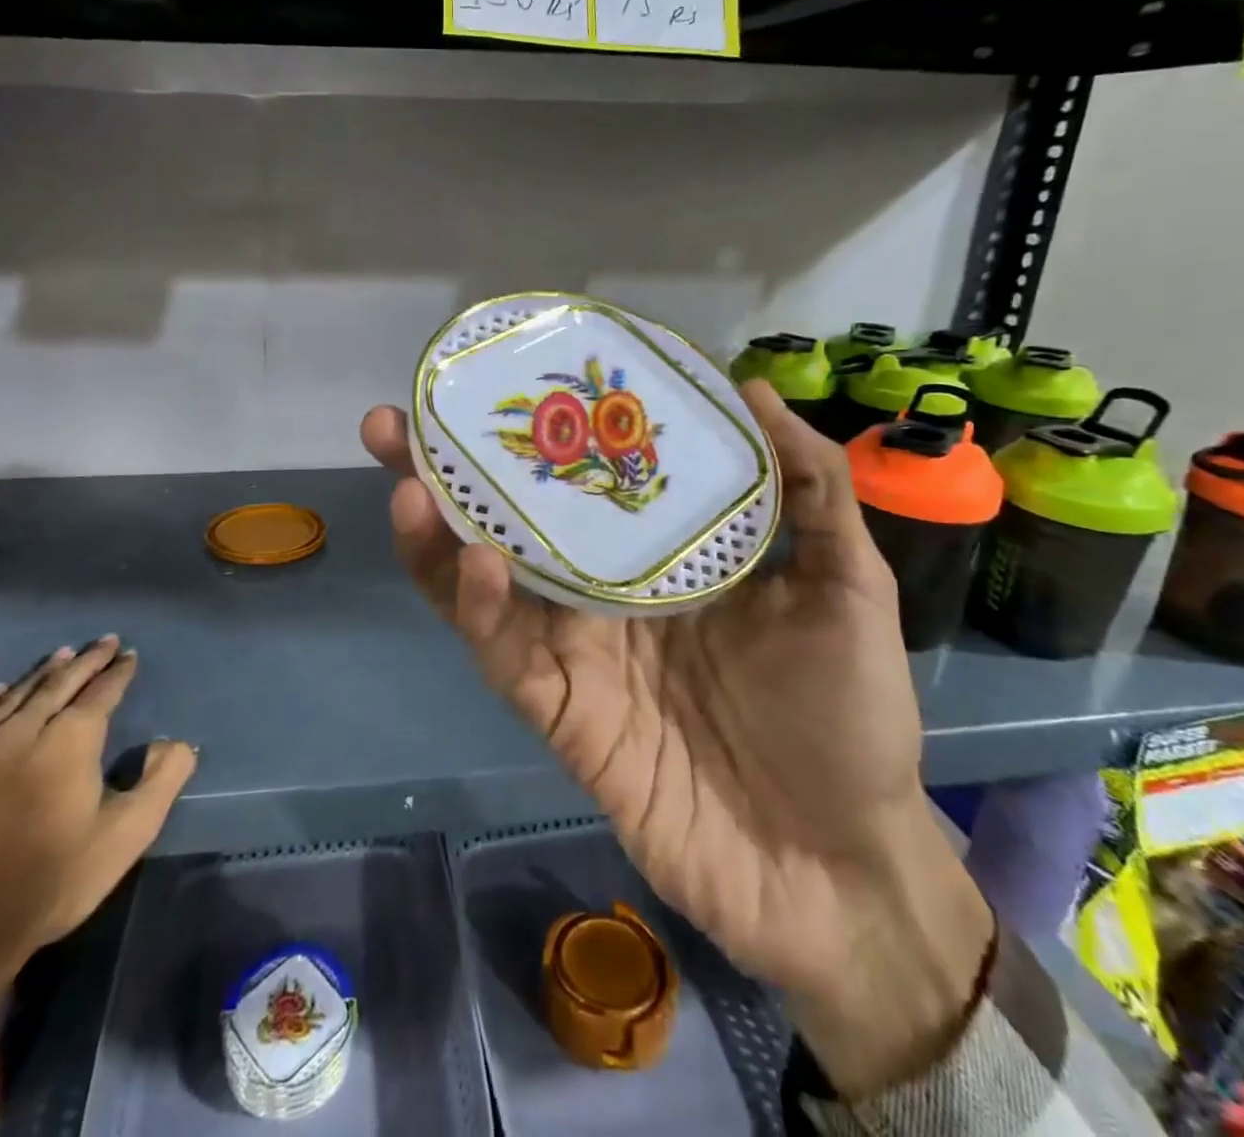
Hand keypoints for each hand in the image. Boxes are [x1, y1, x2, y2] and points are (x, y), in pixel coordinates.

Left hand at [0, 637, 198, 1039]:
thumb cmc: (50, 884)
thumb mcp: (127, 836)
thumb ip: (163, 780)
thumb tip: (177, 741)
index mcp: (70, 742)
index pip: (101, 693)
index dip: (118, 672)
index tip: (129, 655)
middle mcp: (20, 731)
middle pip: (58, 684)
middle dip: (86, 661)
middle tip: (103, 642)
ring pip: (13, 697)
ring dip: (42, 674)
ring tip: (62, 656)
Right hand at [362, 381, 991, 1096]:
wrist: (840, 864)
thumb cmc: (848, 716)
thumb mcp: (846, 585)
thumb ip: (810, 490)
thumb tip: (751, 388)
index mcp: (656, 556)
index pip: (579, 482)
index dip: (536, 435)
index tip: (500, 379)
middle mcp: (599, 595)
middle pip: (509, 524)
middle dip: (447, 475)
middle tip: (396, 422)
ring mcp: (574, 654)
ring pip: (484, 587)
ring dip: (439, 537)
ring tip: (412, 481)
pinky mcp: (562, 715)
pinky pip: (508, 656)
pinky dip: (483, 609)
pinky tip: (476, 560)